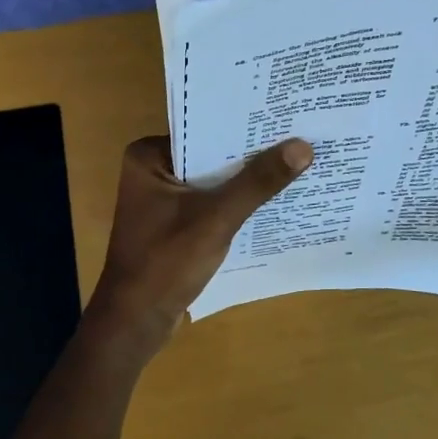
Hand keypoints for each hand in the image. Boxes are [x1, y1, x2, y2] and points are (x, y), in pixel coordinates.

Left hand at [87, 135, 312, 345]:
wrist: (135, 322)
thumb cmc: (165, 263)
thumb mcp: (216, 219)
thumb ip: (257, 183)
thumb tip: (303, 147)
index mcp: (148, 156)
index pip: (203, 128)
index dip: (244, 124)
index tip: (285, 116)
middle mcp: (152, 170)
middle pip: (210, 154)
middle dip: (251, 153)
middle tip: (301, 137)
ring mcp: (162, 199)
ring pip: (213, 181)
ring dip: (247, 180)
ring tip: (298, 163)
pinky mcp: (173, 224)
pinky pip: (210, 203)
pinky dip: (236, 204)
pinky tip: (274, 201)